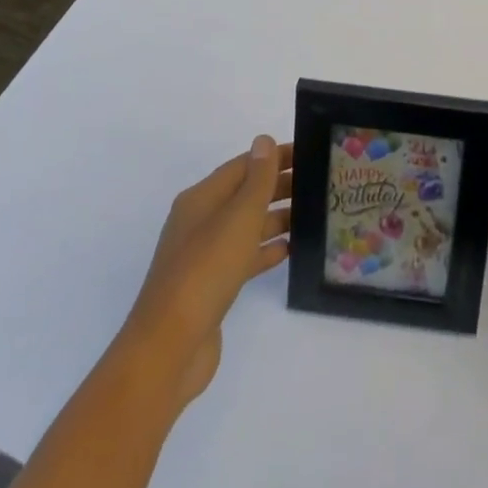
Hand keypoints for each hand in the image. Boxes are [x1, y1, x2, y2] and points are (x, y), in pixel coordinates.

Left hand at [124, 135, 291, 407]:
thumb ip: (257, 179)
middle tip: (317, 183)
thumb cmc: (206, 270)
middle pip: (244, 194)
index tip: (308, 153)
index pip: (243, 166)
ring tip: (310, 214)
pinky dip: (265, 250)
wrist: (170, 347)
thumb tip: (264, 140)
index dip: (274, 157)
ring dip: (275, 218)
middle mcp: (200, 221)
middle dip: (278, 186)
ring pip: (246, 226)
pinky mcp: (211, 286)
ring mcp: (204, 256)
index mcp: (201, 199)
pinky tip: (289, 250)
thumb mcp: (238, 218)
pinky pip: (243, 257)